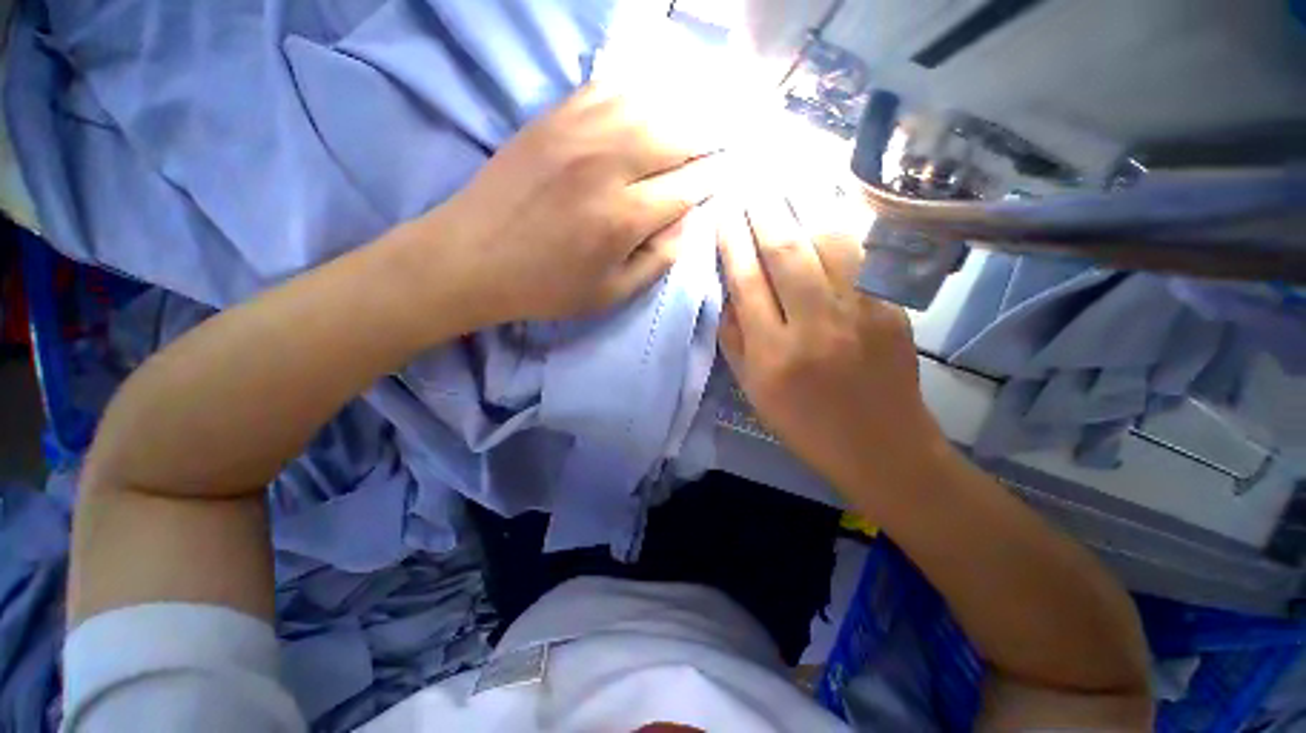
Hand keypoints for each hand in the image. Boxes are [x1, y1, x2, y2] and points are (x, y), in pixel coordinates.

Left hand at [422, 84, 722, 324]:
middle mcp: (607, 165)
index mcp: (623, 218)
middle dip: (707, 141)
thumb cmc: (547, 287)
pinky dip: (639, 93)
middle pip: (677, 136)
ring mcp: (577, 133)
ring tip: (695, 122)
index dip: (714, 180)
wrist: (472, 258)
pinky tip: (649, 105)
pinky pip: (609, 89)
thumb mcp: (611, 294)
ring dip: (680, 112)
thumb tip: (687, 221)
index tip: (727, 175)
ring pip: (649, 104)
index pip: (688, 187)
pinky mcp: (553, 118)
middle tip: (720, 145)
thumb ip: (658, 259)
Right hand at [718, 192, 947, 495]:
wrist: (882, 447)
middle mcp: (815, 326)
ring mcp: (861, 312)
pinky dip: (843, 222)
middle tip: (748, 182)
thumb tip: (728, 292)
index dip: (732, 242)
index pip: (747, 282)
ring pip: (829, 243)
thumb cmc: (805, 425)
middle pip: (785, 254)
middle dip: (762, 212)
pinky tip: (828, 200)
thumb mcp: (754, 392)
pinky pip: (864, 254)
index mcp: (774, 354)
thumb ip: (736, 341)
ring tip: (784, 179)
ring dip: (802, 204)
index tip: (722, 212)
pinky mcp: (893, 307)